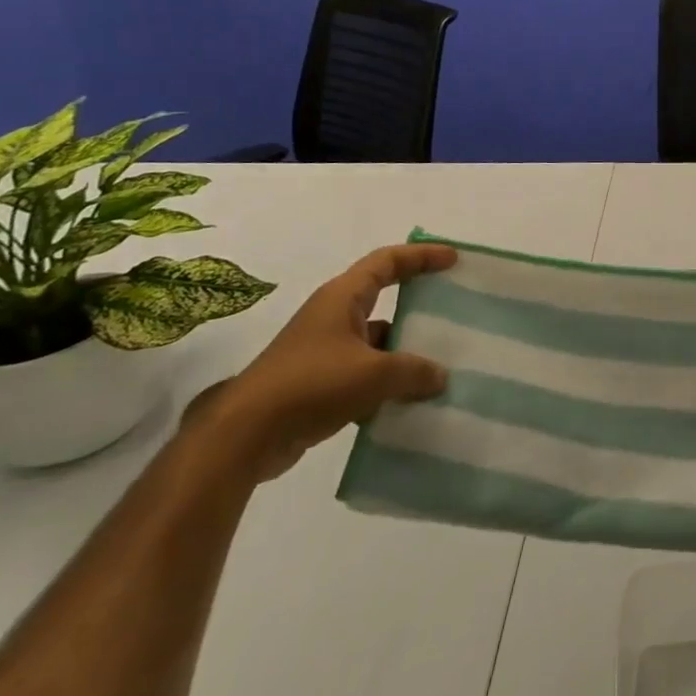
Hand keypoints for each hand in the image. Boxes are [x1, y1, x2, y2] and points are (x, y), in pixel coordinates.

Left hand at [192, 243, 455, 481]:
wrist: (243, 438)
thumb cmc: (311, 385)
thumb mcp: (373, 375)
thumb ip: (413, 371)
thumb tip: (440, 377)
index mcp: (343, 298)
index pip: (387, 261)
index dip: (421, 256)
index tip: (453, 260)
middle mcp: (332, 317)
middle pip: (383, 298)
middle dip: (417, 304)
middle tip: (451, 310)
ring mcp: (323, 351)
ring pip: (375, 340)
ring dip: (403, 351)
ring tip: (439, 364)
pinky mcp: (317, 384)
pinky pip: (363, 373)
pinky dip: (385, 383)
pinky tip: (407, 402)